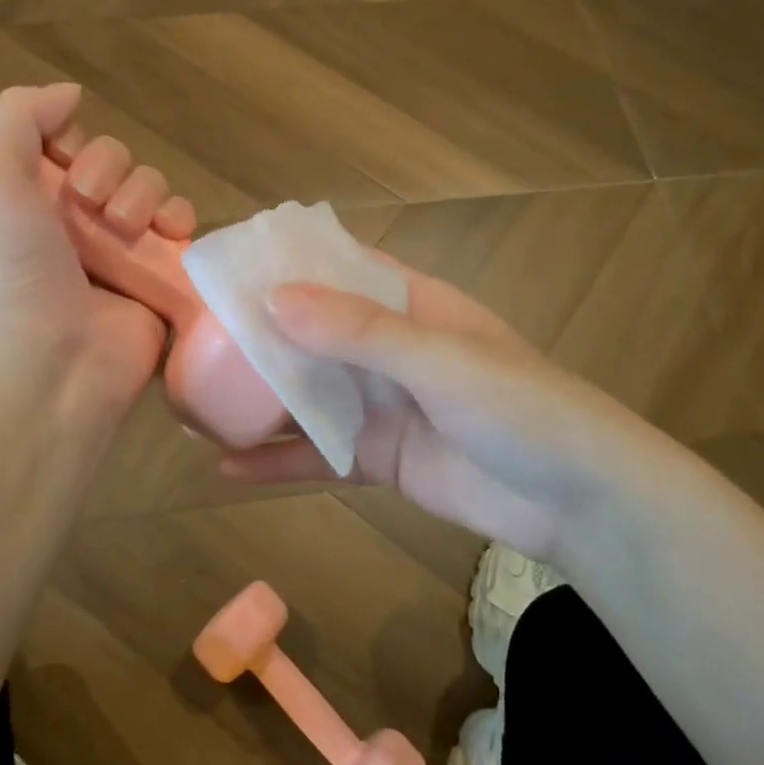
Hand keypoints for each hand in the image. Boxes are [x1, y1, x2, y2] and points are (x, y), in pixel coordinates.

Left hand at [0, 84, 189, 433]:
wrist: (49, 365)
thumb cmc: (11, 269)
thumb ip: (20, 114)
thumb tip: (71, 94)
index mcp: (28, 199)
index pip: (67, 142)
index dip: (72, 140)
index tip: (62, 162)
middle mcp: (74, 222)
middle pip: (115, 161)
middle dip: (109, 171)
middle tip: (91, 205)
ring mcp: (120, 252)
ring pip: (153, 188)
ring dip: (145, 195)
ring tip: (128, 230)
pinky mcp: (160, 277)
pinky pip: (184, 228)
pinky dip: (182, 222)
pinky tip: (171, 236)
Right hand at [219, 264, 681, 560]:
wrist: (578, 501)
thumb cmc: (519, 406)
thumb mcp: (439, 359)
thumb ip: (358, 331)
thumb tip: (270, 300)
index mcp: (407, 303)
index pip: (334, 267)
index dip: (281, 263)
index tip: (221, 265)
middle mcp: (386, 347)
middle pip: (308, 332)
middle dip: (253, 334)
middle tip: (185, 338)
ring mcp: (378, 404)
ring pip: (304, 394)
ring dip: (254, 399)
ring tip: (190, 403)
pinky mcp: (375, 458)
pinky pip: (315, 454)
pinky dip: (275, 460)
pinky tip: (225, 468)